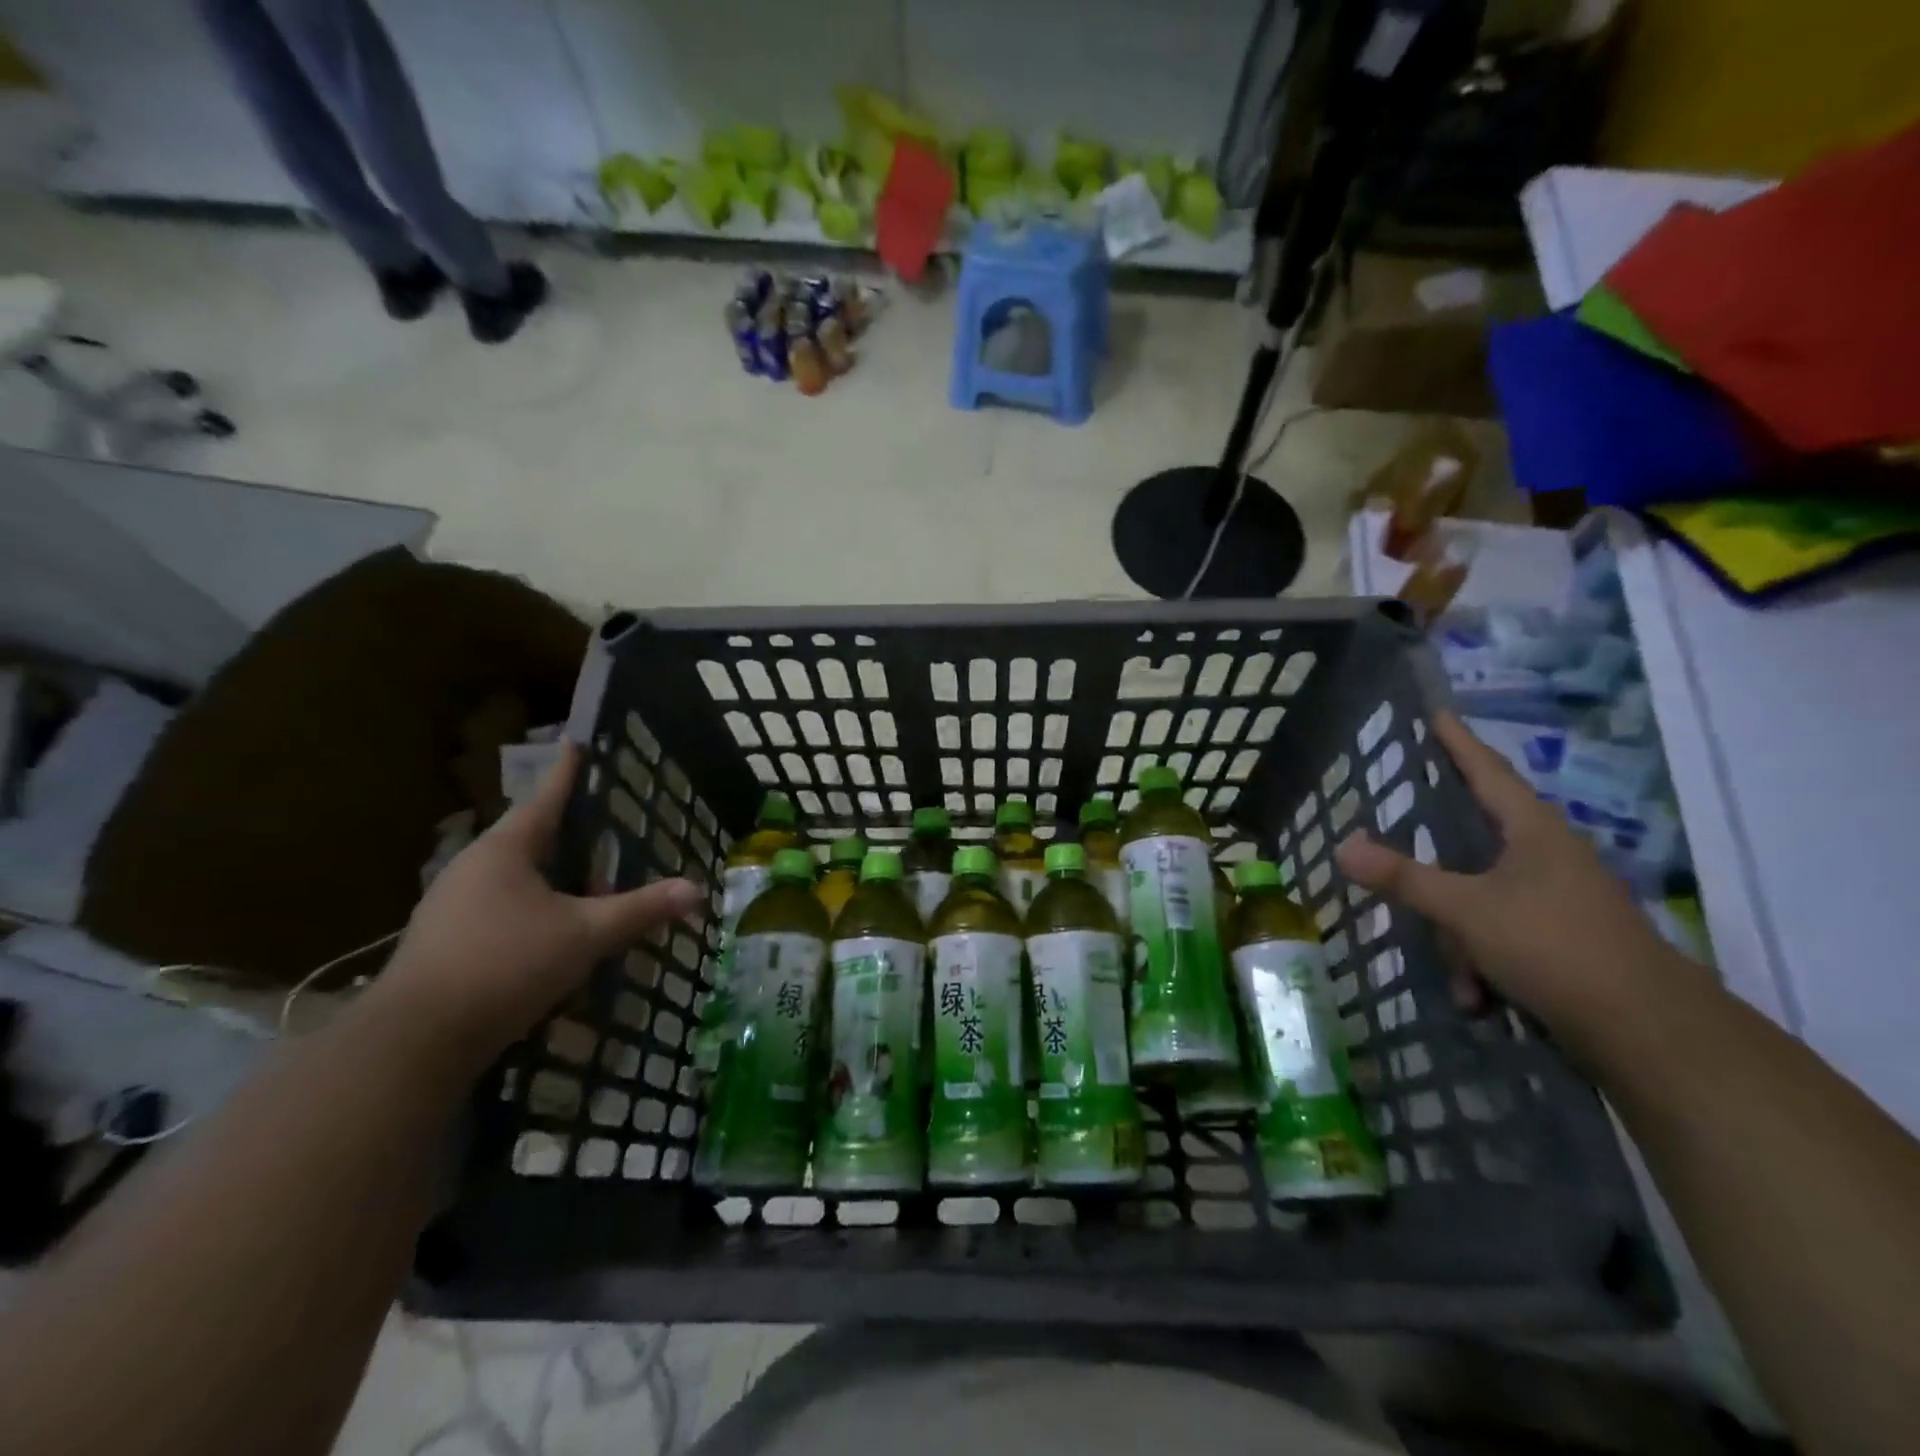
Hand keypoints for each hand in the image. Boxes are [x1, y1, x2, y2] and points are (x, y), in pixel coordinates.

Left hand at [377, 745, 702, 1062]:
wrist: (414, 1042)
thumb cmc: (505, 965)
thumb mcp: (585, 935)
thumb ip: (640, 909)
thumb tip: (696, 890)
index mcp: (504, 850)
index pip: (544, 798)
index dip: (567, 772)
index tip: (578, 743)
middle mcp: (472, 868)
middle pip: (527, 836)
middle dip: (564, 829)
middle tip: (601, 823)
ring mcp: (450, 906)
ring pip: (513, 876)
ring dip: (549, 874)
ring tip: (585, 879)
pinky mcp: (444, 942)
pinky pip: (499, 907)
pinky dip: (532, 907)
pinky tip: (552, 929)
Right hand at [1334, 712, 1703, 1052]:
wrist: (1649, 1033)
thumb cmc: (1554, 946)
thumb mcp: (1466, 910)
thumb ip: (1403, 877)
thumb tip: (1343, 845)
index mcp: (1533, 832)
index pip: (1487, 771)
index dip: (1458, 742)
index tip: (1436, 712)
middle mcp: (1548, 857)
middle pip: (1474, 844)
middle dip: (1437, 876)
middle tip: (1400, 857)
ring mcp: (1559, 900)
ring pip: (1482, 900)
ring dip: (1461, 940)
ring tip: (1461, 980)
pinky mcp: (1564, 940)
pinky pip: (1502, 937)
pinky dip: (1485, 965)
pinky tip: (1480, 998)